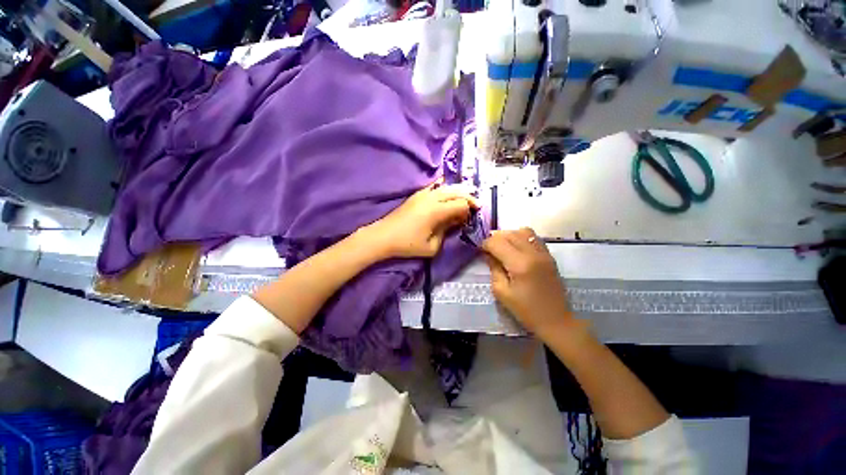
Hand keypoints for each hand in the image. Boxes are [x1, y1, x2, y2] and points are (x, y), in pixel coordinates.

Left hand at [364, 183, 477, 258]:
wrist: (384, 236)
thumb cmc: (408, 244)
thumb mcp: (432, 246)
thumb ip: (446, 233)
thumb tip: (454, 222)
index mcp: (437, 211)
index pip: (461, 204)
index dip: (470, 209)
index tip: (473, 216)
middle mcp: (432, 198)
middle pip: (456, 191)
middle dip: (468, 197)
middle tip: (476, 205)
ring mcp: (423, 194)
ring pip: (446, 187)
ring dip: (458, 191)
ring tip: (467, 196)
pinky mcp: (416, 195)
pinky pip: (434, 186)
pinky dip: (444, 187)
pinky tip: (448, 190)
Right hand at [482, 228, 575, 335]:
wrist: (556, 320)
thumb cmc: (526, 310)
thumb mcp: (502, 292)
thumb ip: (494, 269)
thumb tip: (488, 254)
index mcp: (519, 264)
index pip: (497, 243)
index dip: (485, 244)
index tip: (480, 250)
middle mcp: (532, 253)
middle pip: (509, 234)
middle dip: (495, 238)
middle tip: (488, 248)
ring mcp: (543, 253)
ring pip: (522, 231)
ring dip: (509, 235)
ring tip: (502, 246)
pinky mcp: (549, 255)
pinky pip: (533, 237)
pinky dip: (521, 238)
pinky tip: (516, 248)